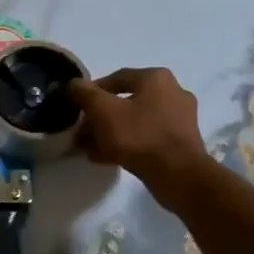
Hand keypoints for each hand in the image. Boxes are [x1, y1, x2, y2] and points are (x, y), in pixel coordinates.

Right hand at [69, 68, 210, 193]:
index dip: (91, 91)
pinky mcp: (181, 142)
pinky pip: (146, 137)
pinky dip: (127, 144)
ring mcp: (180, 119)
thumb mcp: (103, 111)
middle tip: (82, 132)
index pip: (116, 78)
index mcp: (156, 78)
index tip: (76, 107)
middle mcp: (172, 92)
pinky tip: (106, 158)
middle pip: (125, 101)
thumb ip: (84, 94)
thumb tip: (73, 84)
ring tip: (90, 148)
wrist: (179, 175)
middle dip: (99, 117)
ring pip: (135, 121)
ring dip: (110, 133)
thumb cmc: (140, 135)